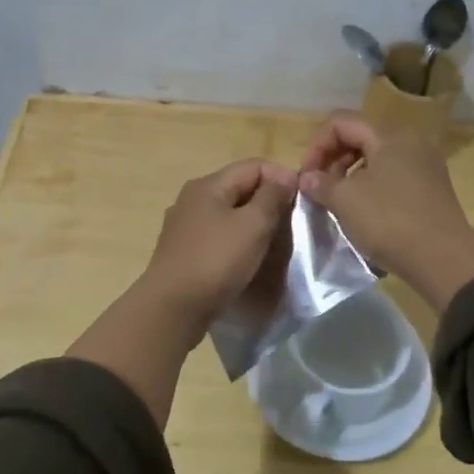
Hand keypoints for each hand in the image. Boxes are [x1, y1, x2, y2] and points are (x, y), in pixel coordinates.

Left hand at [140, 158, 297, 323]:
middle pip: (240, 188)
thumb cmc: (216, 261)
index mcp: (208, 185)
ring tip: (272, 244)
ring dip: (253, 223)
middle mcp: (192, 198)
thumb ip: (272, 197)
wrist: (172, 308)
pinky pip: (217, 235)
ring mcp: (184, 225)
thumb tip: (285, 176)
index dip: (281, 177)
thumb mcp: (253, 225)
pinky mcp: (183, 250)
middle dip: (268, 202)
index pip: (254, 165)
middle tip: (290, 226)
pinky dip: (236, 241)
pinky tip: (245, 260)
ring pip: (229, 213)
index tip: (301, 202)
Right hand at [299, 112, 473, 311]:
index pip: (341, 122)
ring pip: (376, 158)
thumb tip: (307, 177)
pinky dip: (371, 187)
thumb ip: (321, 183)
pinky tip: (363, 212)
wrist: (444, 260)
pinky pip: (393, 176)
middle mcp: (410, 142)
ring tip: (337, 202)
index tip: (307, 176)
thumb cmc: (390, 221)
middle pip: (360, 137)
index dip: (317, 145)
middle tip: (319, 189)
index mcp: (389, 136)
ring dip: (350, 175)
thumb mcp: (346, 201)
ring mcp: (425, 165)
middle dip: (333, 159)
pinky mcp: (431, 189)